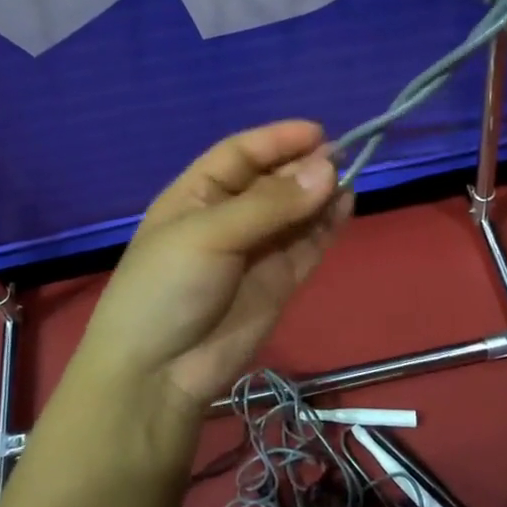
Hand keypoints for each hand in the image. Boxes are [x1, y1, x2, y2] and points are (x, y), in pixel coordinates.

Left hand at [69, 122, 350, 429]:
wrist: (157, 374)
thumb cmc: (166, 287)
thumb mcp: (209, 234)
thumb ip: (270, 204)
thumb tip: (328, 167)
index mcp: (197, 194)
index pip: (241, 153)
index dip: (277, 140)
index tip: (318, 132)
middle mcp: (228, 216)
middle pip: (273, 180)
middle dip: (304, 167)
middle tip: (342, 158)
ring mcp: (255, 250)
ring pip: (296, 211)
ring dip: (321, 194)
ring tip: (349, 179)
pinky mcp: (279, 281)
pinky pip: (308, 244)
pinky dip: (328, 225)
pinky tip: (347, 205)